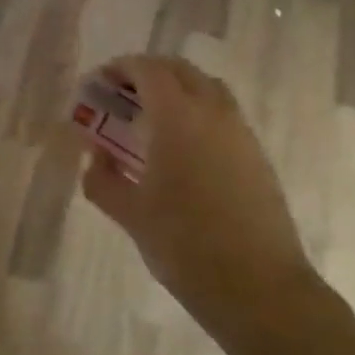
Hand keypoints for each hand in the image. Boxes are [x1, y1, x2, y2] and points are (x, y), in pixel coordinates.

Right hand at [79, 55, 318, 341]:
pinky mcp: (256, 154)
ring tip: (152, 119)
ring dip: (177, 89)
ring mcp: (240, 131)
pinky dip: (198, 112)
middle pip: (179, 70)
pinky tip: (183, 149)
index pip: (148, 70)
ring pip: (206, 88)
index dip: (121, 68)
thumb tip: (96, 157)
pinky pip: (223, 114)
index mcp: (178, 117)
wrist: (259, 286)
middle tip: (122, 95)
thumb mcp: (131, 215)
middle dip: (148, 73)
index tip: (100, 82)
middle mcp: (213, 112)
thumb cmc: (185, 245)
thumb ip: (103, 179)